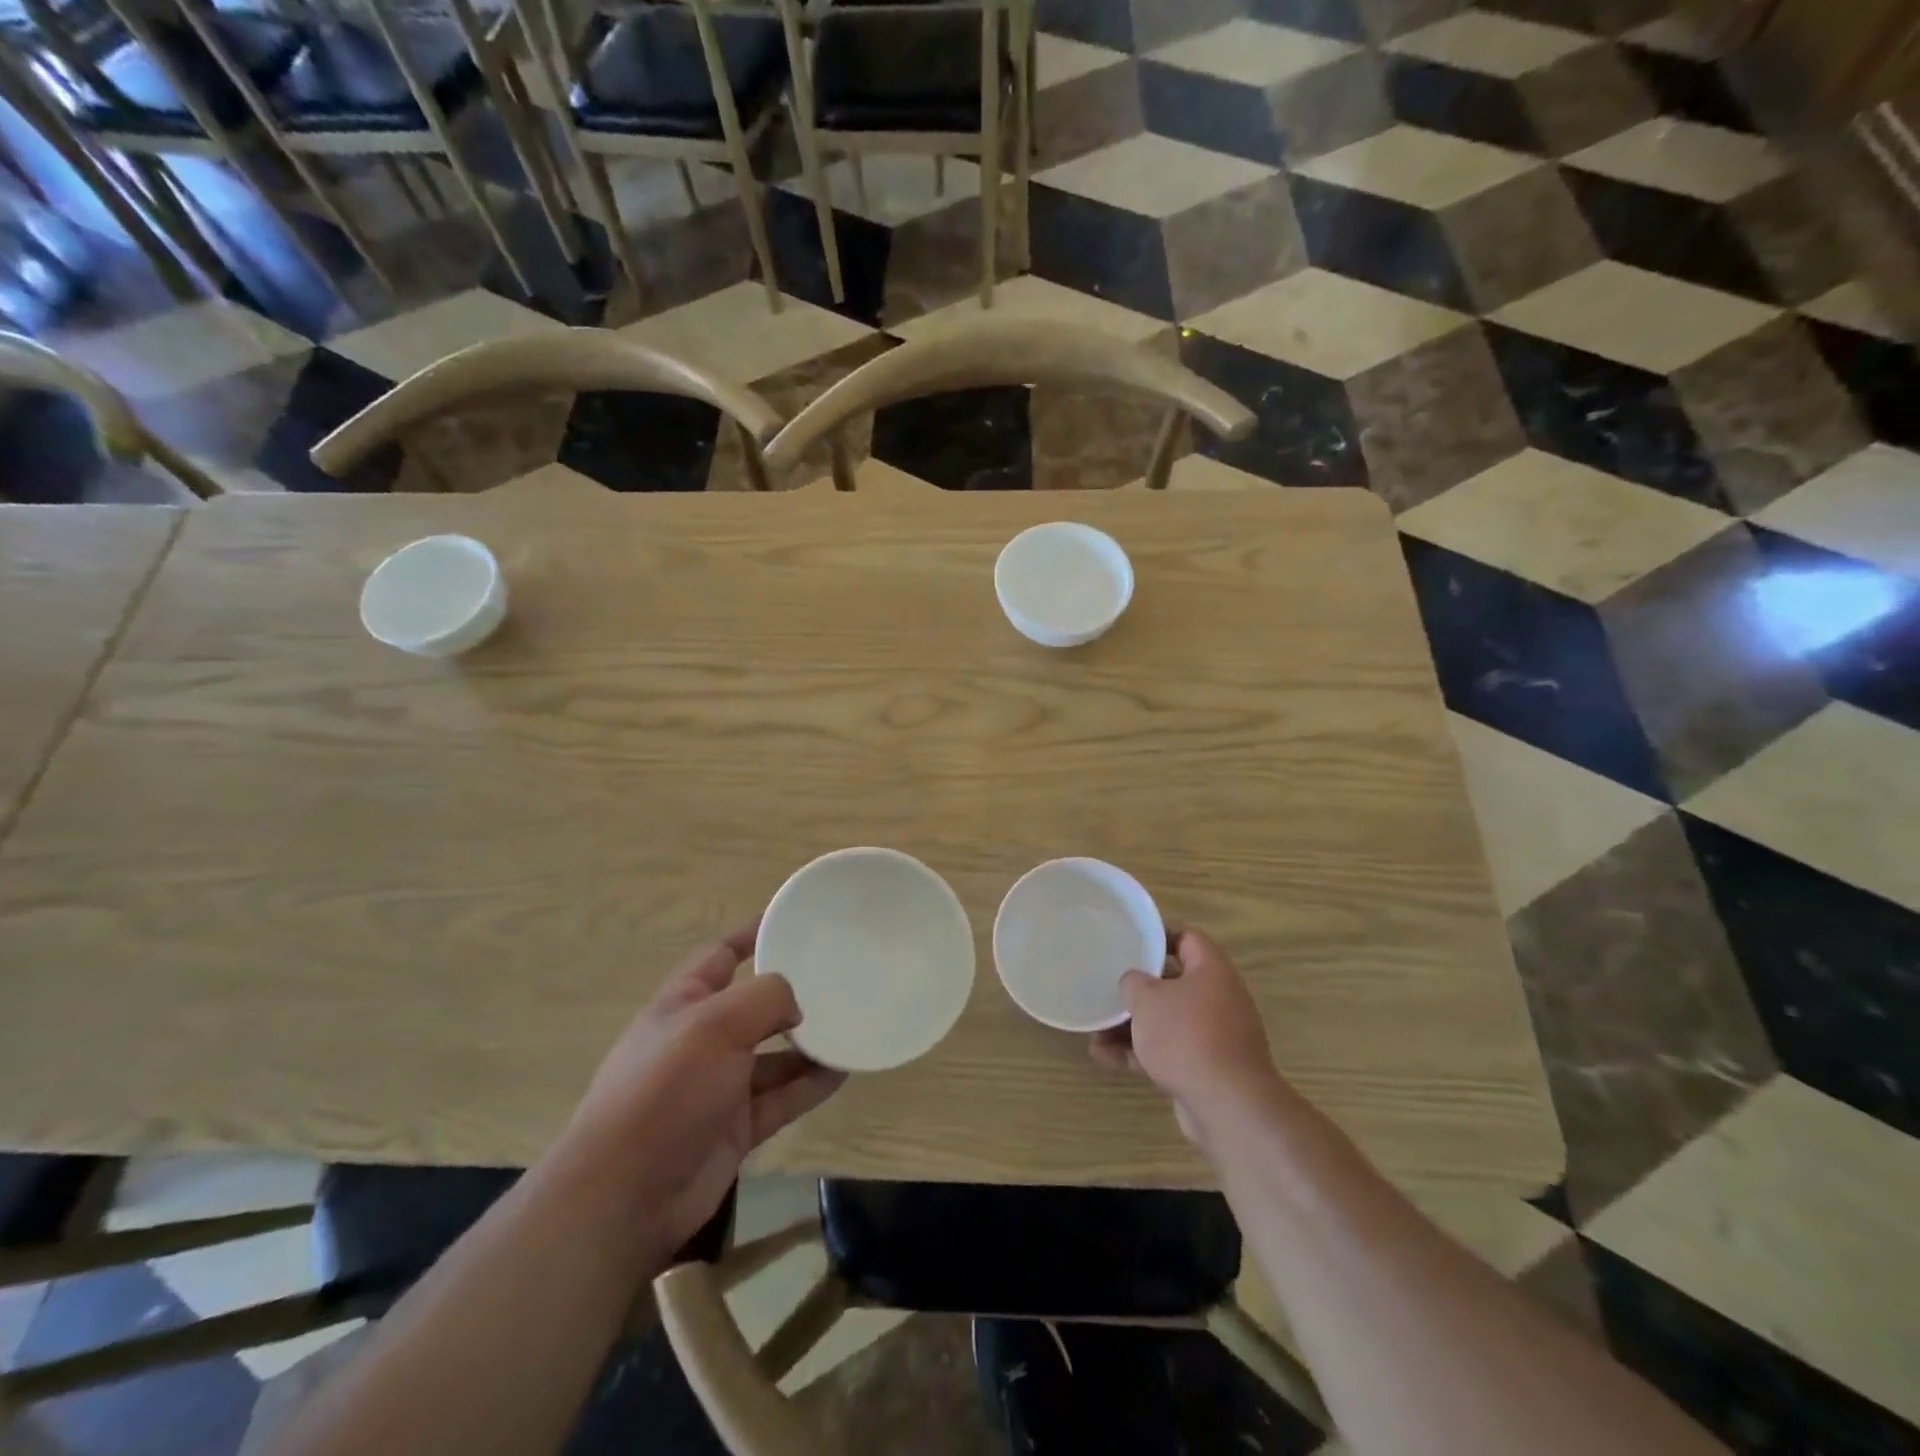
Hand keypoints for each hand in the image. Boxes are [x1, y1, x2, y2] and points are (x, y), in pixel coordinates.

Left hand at [558, 921, 845, 1267]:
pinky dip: (811, 1084)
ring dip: (809, 1041)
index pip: (721, 955)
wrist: (625, 1197)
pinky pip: (783, 1097)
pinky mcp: (737, 1126)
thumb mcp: (713, 1026)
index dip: (752, 933)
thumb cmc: (664, 1091)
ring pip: (774, 1054)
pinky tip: (844, 1071)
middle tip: (840, 976)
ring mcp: (720, 1085)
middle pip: (754, 1005)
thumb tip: (795, 1006)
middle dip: (791, 992)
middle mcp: (702, 1039)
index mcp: (684, 1003)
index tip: (793, 919)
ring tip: (853, 1024)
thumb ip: (763, 998)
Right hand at [1090, 926, 1281, 1147]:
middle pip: (1172, 983)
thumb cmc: (1186, 1036)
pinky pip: (1167, 1052)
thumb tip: (1133, 983)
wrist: (1228, 1106)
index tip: (1129, 941)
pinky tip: (1103, 1057)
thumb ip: (1133, 982)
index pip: (1187, 938)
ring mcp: (1213, 1036)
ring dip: (1131, 1026)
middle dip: (1137, 989)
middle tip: (1107, 987)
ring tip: (1095, 1029)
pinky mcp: (1204, 1068)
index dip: (1159, 935)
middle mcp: (1217, 998)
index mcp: (1211, 970)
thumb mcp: (1148, 999)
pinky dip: (1138, 1053)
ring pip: (1166, 1021)